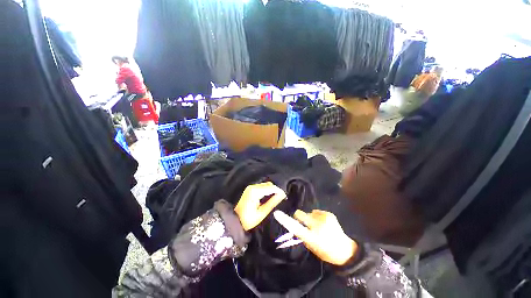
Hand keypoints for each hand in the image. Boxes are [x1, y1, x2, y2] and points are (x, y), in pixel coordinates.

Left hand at [235, 182, 286, 230]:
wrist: (235, 220)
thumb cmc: (248, 220)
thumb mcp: (262, 213)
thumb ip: (272, 203)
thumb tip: (282, 195)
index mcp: (255, 192)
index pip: (271, 187)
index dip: (279, 191)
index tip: (285, 197)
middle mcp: (253, 187)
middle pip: (268, 184)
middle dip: (276, 190)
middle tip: (281, 198)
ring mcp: (250, 187)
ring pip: (265, 185)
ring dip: (271, 190)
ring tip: (276, 198)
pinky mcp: (250, 189)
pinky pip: (261, 187)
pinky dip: (266, 190)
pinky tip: (269, 197)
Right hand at [274, 209, 356, 265]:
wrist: (345, 250)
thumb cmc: (326, 252)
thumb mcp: (312, 247)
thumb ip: (302, 236)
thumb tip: (295, 225)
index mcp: (312, 238)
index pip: (296, 227)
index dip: (285, 220)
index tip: (277, 213)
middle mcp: (318, 226)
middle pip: (300, 214)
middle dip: (299, 217)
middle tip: (304, 223)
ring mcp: (324, 218)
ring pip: (309, 212)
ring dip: (310, 218)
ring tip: (319, 226)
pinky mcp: (329, 214)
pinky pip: (316, 212)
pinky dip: (317, 217)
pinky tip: (324, 224)